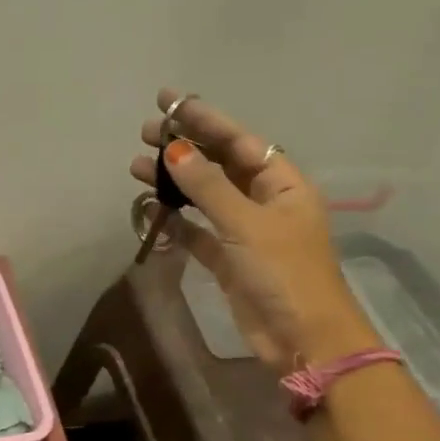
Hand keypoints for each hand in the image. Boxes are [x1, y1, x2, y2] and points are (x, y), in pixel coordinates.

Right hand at [131, 88, 378, 373]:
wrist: (304, 340)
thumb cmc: (284, 274)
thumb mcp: (247, 224)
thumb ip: (208, 188)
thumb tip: (175, 151)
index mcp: (282, 183)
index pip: (238, 140)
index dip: (203, 118)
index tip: (168, 101)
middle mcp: (264, 201)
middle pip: (218, 164)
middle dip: (183, 146)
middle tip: (144, 132)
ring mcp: (245, 231)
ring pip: (203, 196)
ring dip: (172, 182)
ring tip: (135, 166)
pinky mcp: (228, 260)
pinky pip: (196, 230)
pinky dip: (174, 219)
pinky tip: (148, 207)